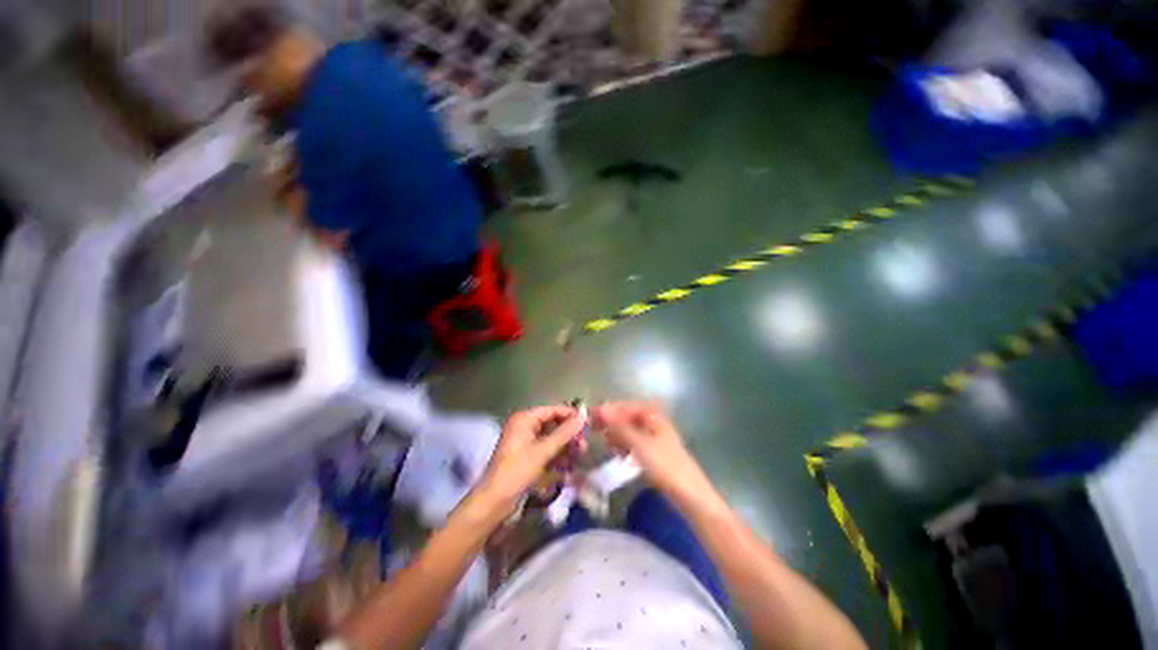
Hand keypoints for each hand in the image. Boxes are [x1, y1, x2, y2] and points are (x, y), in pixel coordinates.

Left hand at [477, 406, 586, 511]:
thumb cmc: (517, 471)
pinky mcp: (527, 457)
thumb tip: (583, 416)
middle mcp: (524, 426)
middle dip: (569, 434)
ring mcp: (525, 442)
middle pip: (552, 424)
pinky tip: (569, 465)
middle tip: (584, 444)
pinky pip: (546, 451)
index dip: (570, 415)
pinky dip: (557, 456)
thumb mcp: (543, 451)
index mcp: (524, 419)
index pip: (552, 410)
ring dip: (565, 446)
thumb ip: (564, 433)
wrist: (494, 503)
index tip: (588, 423)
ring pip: (551, 439)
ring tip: (580, 455)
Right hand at [593, 402, 716, 504]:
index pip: (627, 406)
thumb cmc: (665, 465)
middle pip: (629, 416)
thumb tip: (600, 410)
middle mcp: (655, 422)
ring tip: (603, 440)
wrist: (690, 495)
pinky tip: (616, 452)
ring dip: (616, 433)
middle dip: (611, 421)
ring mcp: (656, 438)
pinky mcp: (655, 453)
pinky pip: (635, 443)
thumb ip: (619, 426)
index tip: (591, 415)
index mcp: (654, 416)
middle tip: (593, 428)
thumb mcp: (639, 444)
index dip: (609, 409)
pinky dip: (624, 444)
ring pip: (631, 430)